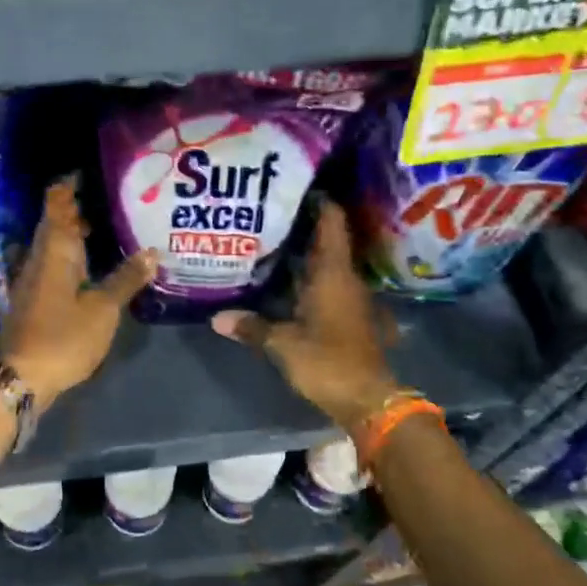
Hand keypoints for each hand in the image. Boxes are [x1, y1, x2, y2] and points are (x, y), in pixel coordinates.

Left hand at [0, 179, 155, 409]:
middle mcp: (40, 257)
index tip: (91, 170)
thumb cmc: (62, 337)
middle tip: (112, 198)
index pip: (57, 203)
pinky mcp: (35, 299)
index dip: (70, 184)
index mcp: (55, 251)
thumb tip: (152, 252)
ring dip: (77, 233)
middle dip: (79, 207)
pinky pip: (56, 264)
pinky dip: (74, 257)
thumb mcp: (102, 309)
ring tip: (109, 226)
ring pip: (56, 245)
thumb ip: (126, 279)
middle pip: (56, 222)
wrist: (20, 377)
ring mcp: (34, 279)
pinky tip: (94, 266)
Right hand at [210, 203, 400, 430]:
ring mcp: (353, 299)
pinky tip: (290, 285)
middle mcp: (346, 279)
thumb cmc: (327, 361)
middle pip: (328, 242)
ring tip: (274, 244)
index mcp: (333, 274)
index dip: (321, 201)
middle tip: (271, 214)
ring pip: (328, 267)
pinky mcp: (353, 318)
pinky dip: (312, 281)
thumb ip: (252, 327)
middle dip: (304, 227)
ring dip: (307, 256)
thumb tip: (217, 318)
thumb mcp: (283, 344)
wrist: (369, 400)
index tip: (300, 185)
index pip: (332, 223)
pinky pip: (330, 288)